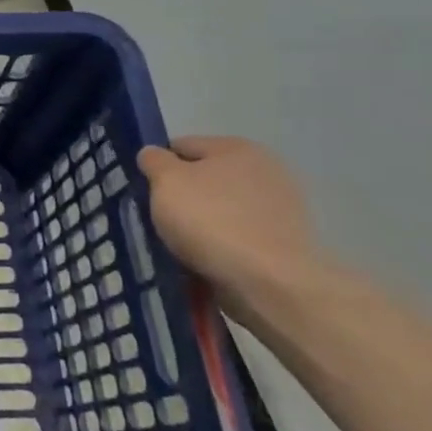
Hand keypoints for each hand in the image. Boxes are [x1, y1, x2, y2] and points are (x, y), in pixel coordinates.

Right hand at [137, 137, 326, 319]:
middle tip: (161, 221)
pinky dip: (221, 248)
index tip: (145, 192)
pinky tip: (206, 264)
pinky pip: (238, 239)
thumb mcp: (166, 182)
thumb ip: (153, 161)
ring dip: (201, 225)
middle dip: (182, 198)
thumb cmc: (212, 221)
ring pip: (220, 211)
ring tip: (181, 249)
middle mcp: (265, 171)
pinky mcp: (286, 245)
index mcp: (237, 148)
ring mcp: (281, 210)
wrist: (271, 284)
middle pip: (204, 180)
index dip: (158, 166)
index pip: (182, 146)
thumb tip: (153, 155)